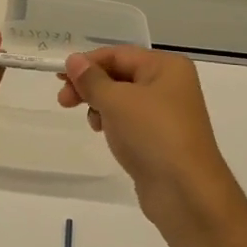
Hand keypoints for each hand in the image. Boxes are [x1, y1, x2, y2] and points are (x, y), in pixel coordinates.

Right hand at [58, 46, 239, 237]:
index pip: (118, 54)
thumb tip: (73, 60)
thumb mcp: (116, 101)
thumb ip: (92, 79)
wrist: (186, 192)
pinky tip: (104, 133)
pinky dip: (113, 123)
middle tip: (63, 101)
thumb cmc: (152, 134)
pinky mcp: (160, 139)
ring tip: (92, 122)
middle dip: (91, 86)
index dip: (87, 63)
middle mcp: (170, 84)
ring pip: (123, 99)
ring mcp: (167, 113)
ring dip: (100, 105)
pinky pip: (130, 121)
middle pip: (120, 75)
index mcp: (166, 66)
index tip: (59, 78)